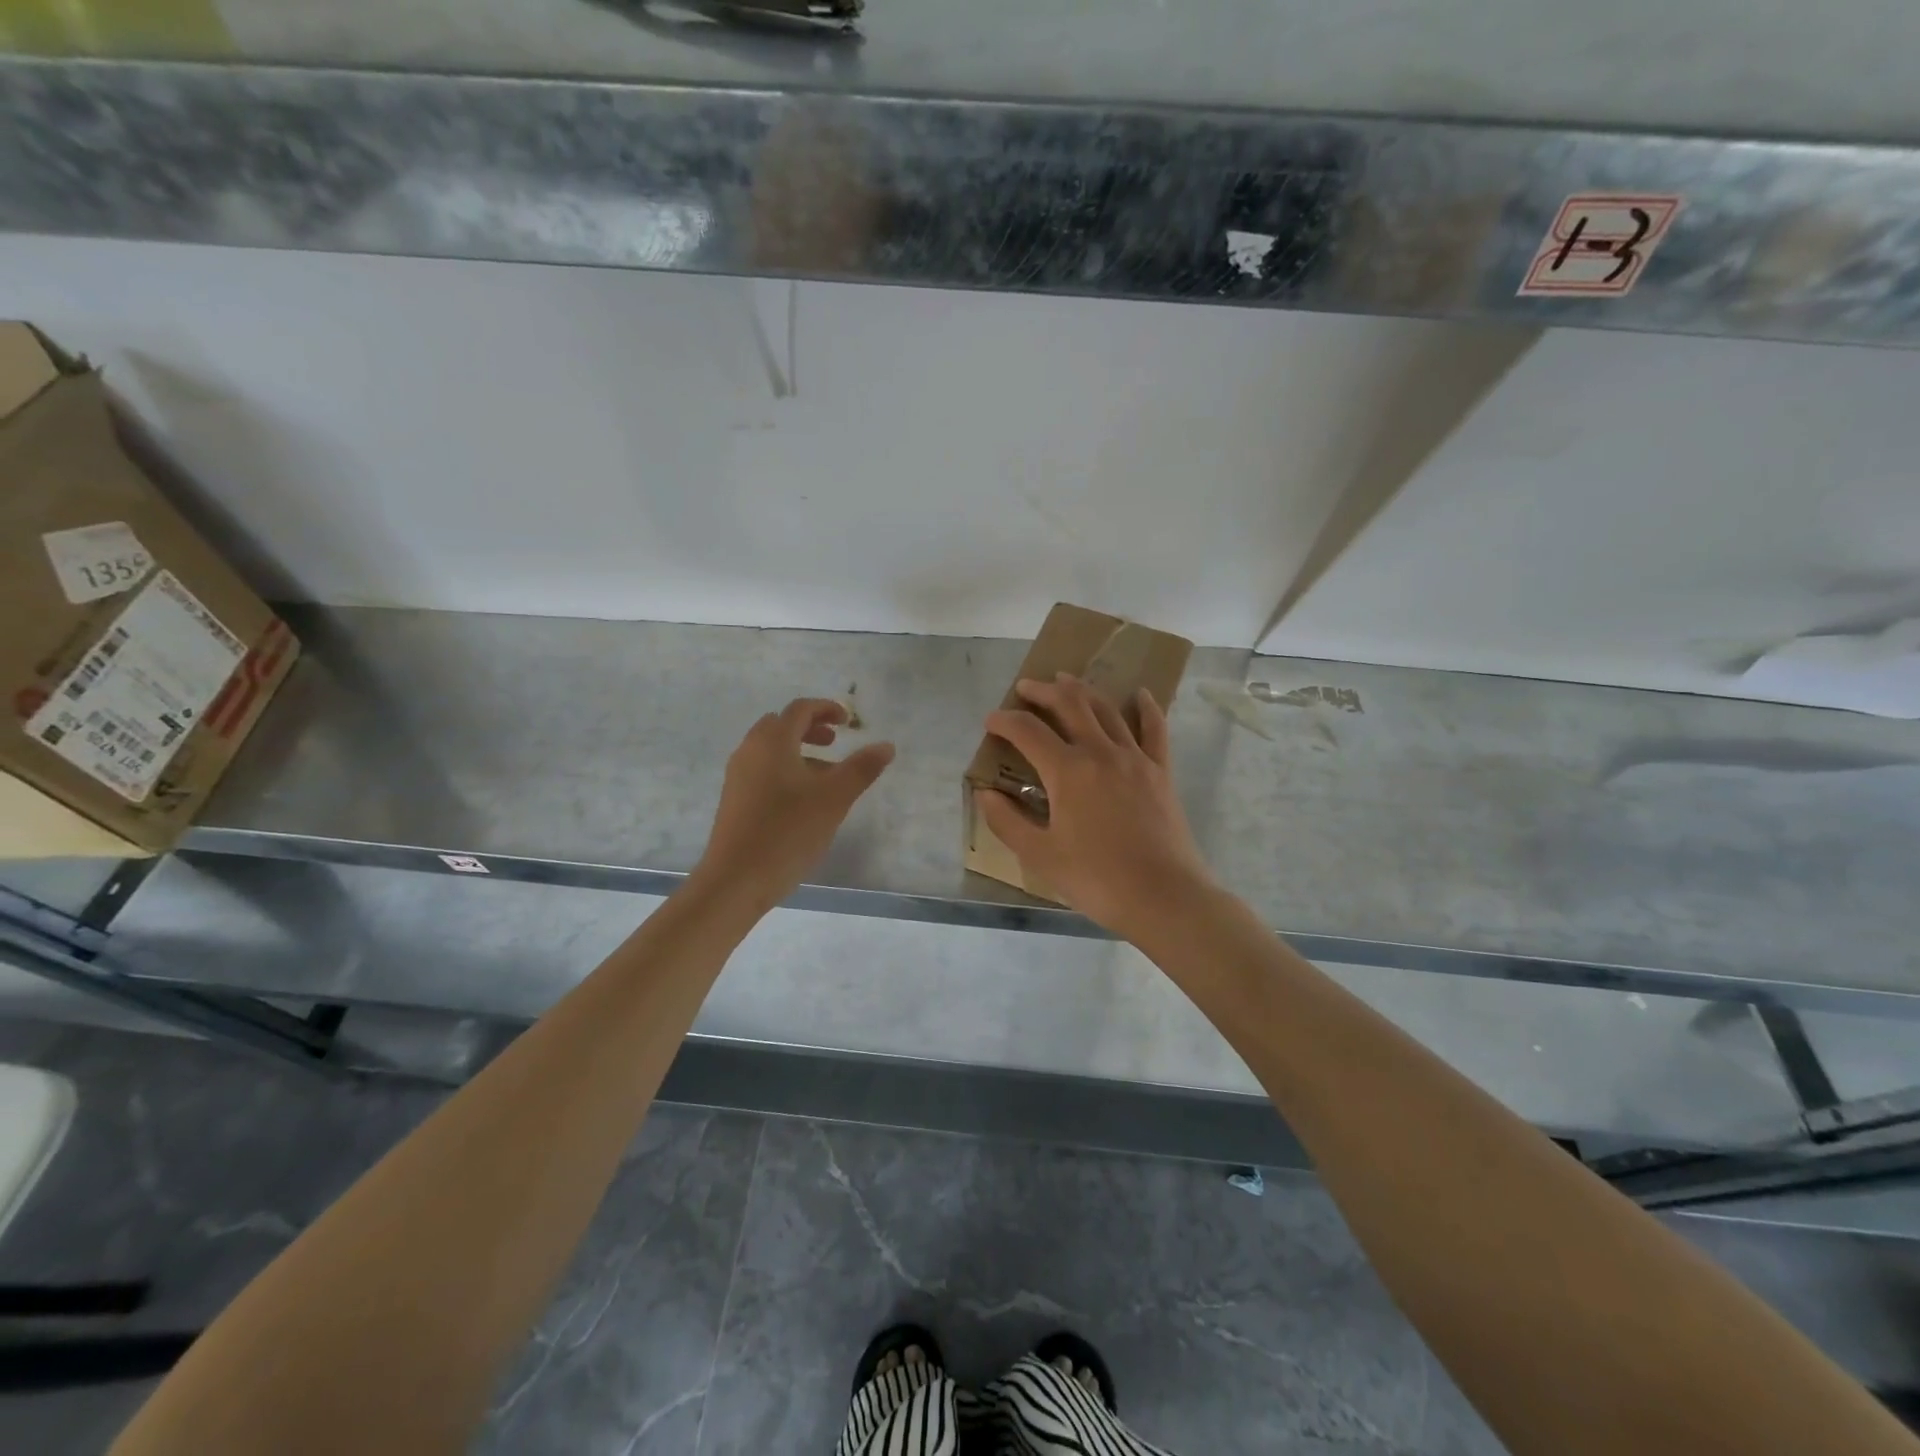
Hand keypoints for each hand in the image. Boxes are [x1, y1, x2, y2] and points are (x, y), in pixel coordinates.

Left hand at [694, 698, 894, 909]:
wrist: (735, 879)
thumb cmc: (788, 831)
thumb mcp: (834, 799)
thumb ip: (862, 768)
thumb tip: (886, 746)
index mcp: (772, 742)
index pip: (800, 709)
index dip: (827, 709)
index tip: (848, 722)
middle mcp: (750, 751)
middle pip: (781, 725)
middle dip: (810, 729)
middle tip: (834, 743)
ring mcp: (737, 776)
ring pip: (770, 750)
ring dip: (798, 752)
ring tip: (825, 776)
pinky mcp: (734, 800)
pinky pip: (762, 770)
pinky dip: (785, 770)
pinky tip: (802, 801)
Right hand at [976, 674, 1215, 937]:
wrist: (1163, 896)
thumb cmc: (1096, 879)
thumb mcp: (1040, 855)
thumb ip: (1007, 822)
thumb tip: (985, 794)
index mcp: (1067, 771)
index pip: (1028, 731)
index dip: (1005, 721)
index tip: (990, 721)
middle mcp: (1100, 752)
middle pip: (1069, 705)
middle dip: (1043, 691)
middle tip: (1026, 688)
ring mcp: (1135, 758)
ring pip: (1106, 710)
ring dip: (1083, 691)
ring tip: (1066, 681)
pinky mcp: (1160, 771)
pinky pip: (1154, 729)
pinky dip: (1146, 707)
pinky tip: (1140, 694)